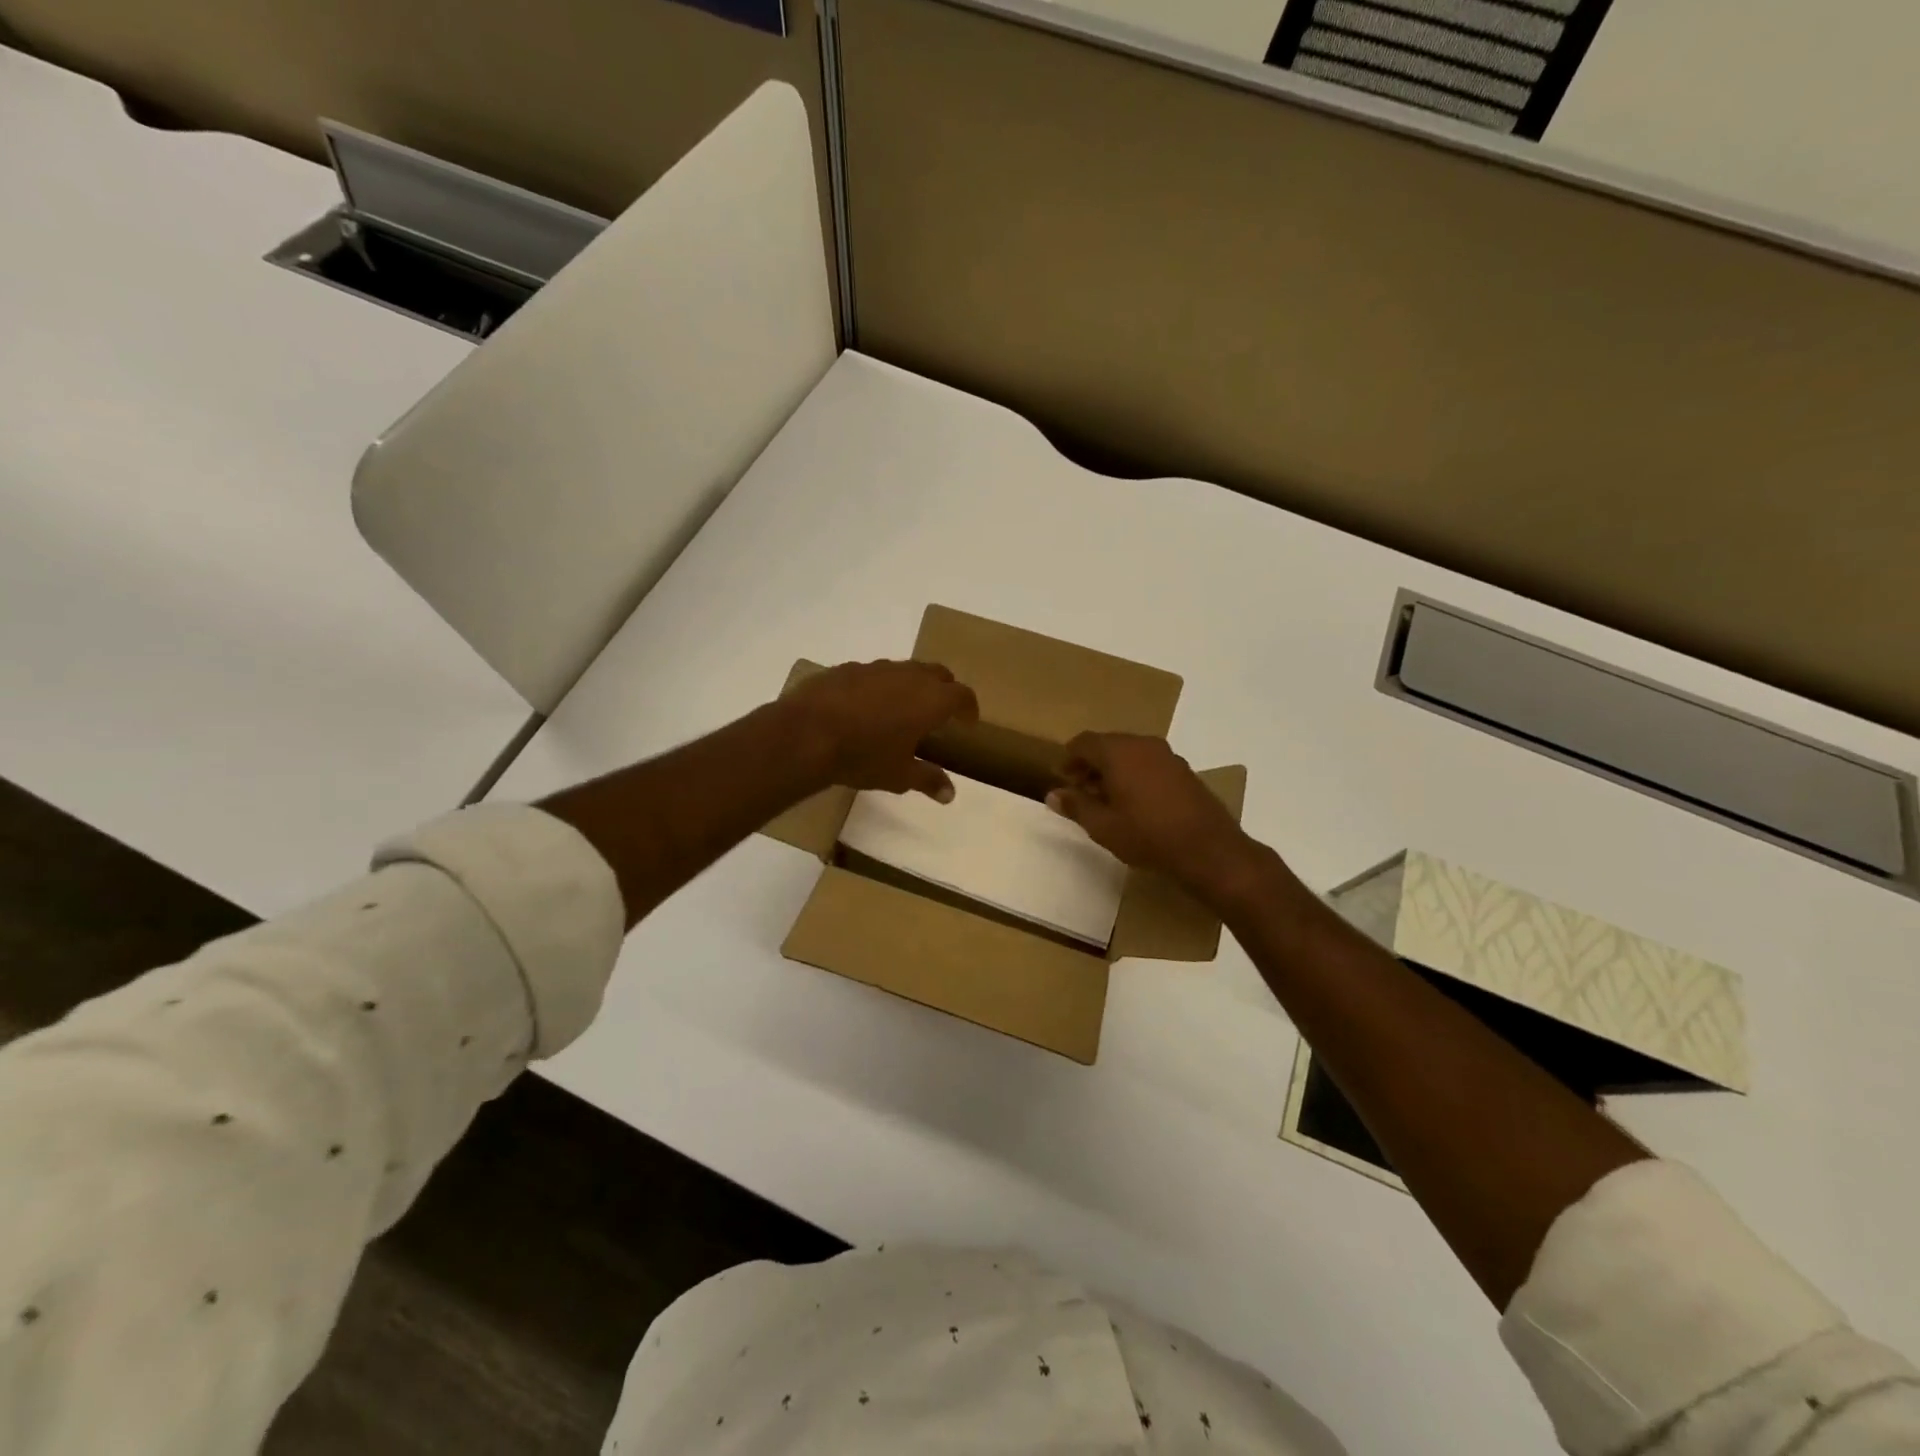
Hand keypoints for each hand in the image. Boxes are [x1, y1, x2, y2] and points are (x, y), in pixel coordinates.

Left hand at [784, 660, 978, 800]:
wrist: (806, 734)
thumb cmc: (863, 756)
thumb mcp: (899, 775)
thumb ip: (928, 779)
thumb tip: (950, 794)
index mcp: (930, 700)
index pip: (962, 695)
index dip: (968, 707)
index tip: (968, 721)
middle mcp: (909, 676)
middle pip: (938, 674)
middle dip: (944, 690)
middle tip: (941, 711)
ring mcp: (877, 668)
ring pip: (905, 669)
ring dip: (912, 685)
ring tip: (903, 708)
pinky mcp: (848, 668)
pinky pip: (874, 674)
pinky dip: (880, 687)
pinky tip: (865, 707)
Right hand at [1046, 732, 1267, 906]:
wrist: (1209, 850)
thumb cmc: (1148, 836)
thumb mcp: (1103, 826)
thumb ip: (1076, 805)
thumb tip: (1053, 794)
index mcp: (1119, 751)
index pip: (1083, 742)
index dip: (1068, 759)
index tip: (1061, 778)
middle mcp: (1143, 745)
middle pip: (1107, 744)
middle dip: (1089, 764)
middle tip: (1079, 790)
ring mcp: (1167, 756)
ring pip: (1129, 754)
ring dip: (1112, 770)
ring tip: (1104, 799)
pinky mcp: (1183, 770)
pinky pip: (1148, 763)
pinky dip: (1133, 774)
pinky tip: (1133, 802)